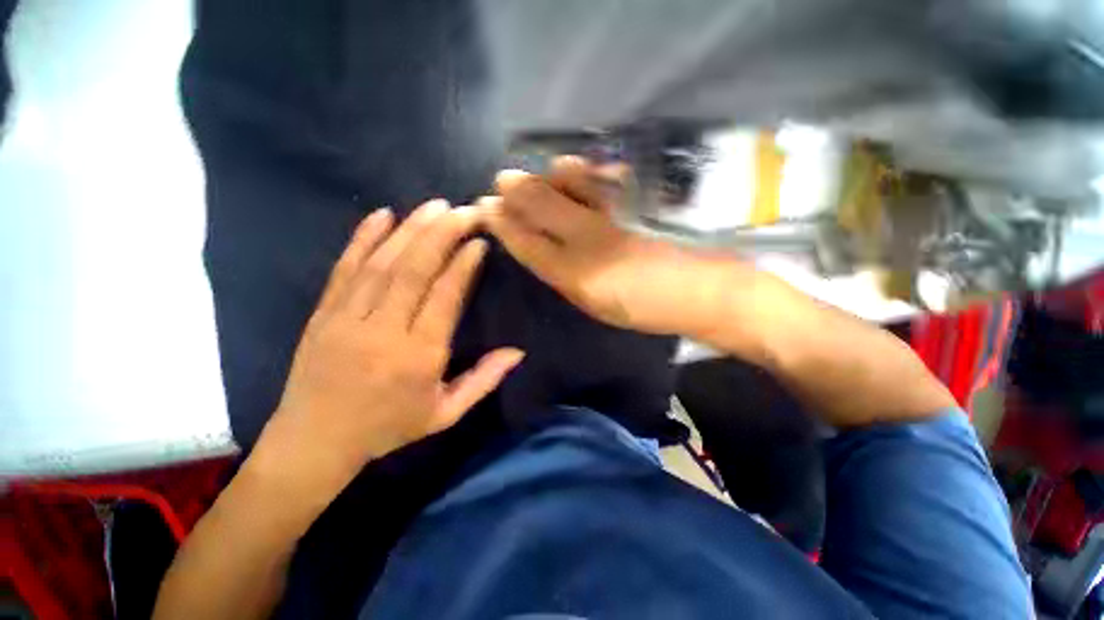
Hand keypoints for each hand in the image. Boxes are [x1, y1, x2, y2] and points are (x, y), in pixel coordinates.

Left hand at [248, 200, 523, 509]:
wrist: (315, 441)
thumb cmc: (388, 428)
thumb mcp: (446, 414)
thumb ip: (484, 380)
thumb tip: (518, 352)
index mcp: (419, 356)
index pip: (445, 296)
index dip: (463, 265)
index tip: (479, 242)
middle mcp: (385, 331)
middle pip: (415, 270)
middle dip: (442, 234)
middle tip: (464, 211)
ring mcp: (348, 318)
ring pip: (383, 263)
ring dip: (411, 229)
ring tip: (434, 206)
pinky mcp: (323, 313)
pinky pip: (345, 268)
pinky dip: (362, 238)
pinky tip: (381, 215)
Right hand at [479, 156, 736, 336]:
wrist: (697, 293)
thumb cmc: (644, 309)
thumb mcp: (596, 305)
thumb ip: (566, 278)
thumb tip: (543, 253)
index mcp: (576, 274)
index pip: (529, 244)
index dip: (505, 226)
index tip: (486, 210)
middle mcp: (588, 241)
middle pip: (543, 209)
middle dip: (516, 193)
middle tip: (497, 182)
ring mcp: (611, 219)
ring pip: (568, 190)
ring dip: (543, 178)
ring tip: (526, 174)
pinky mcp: (633, 209)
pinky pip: (598, 184)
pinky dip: (580, 173)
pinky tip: (567, 166)